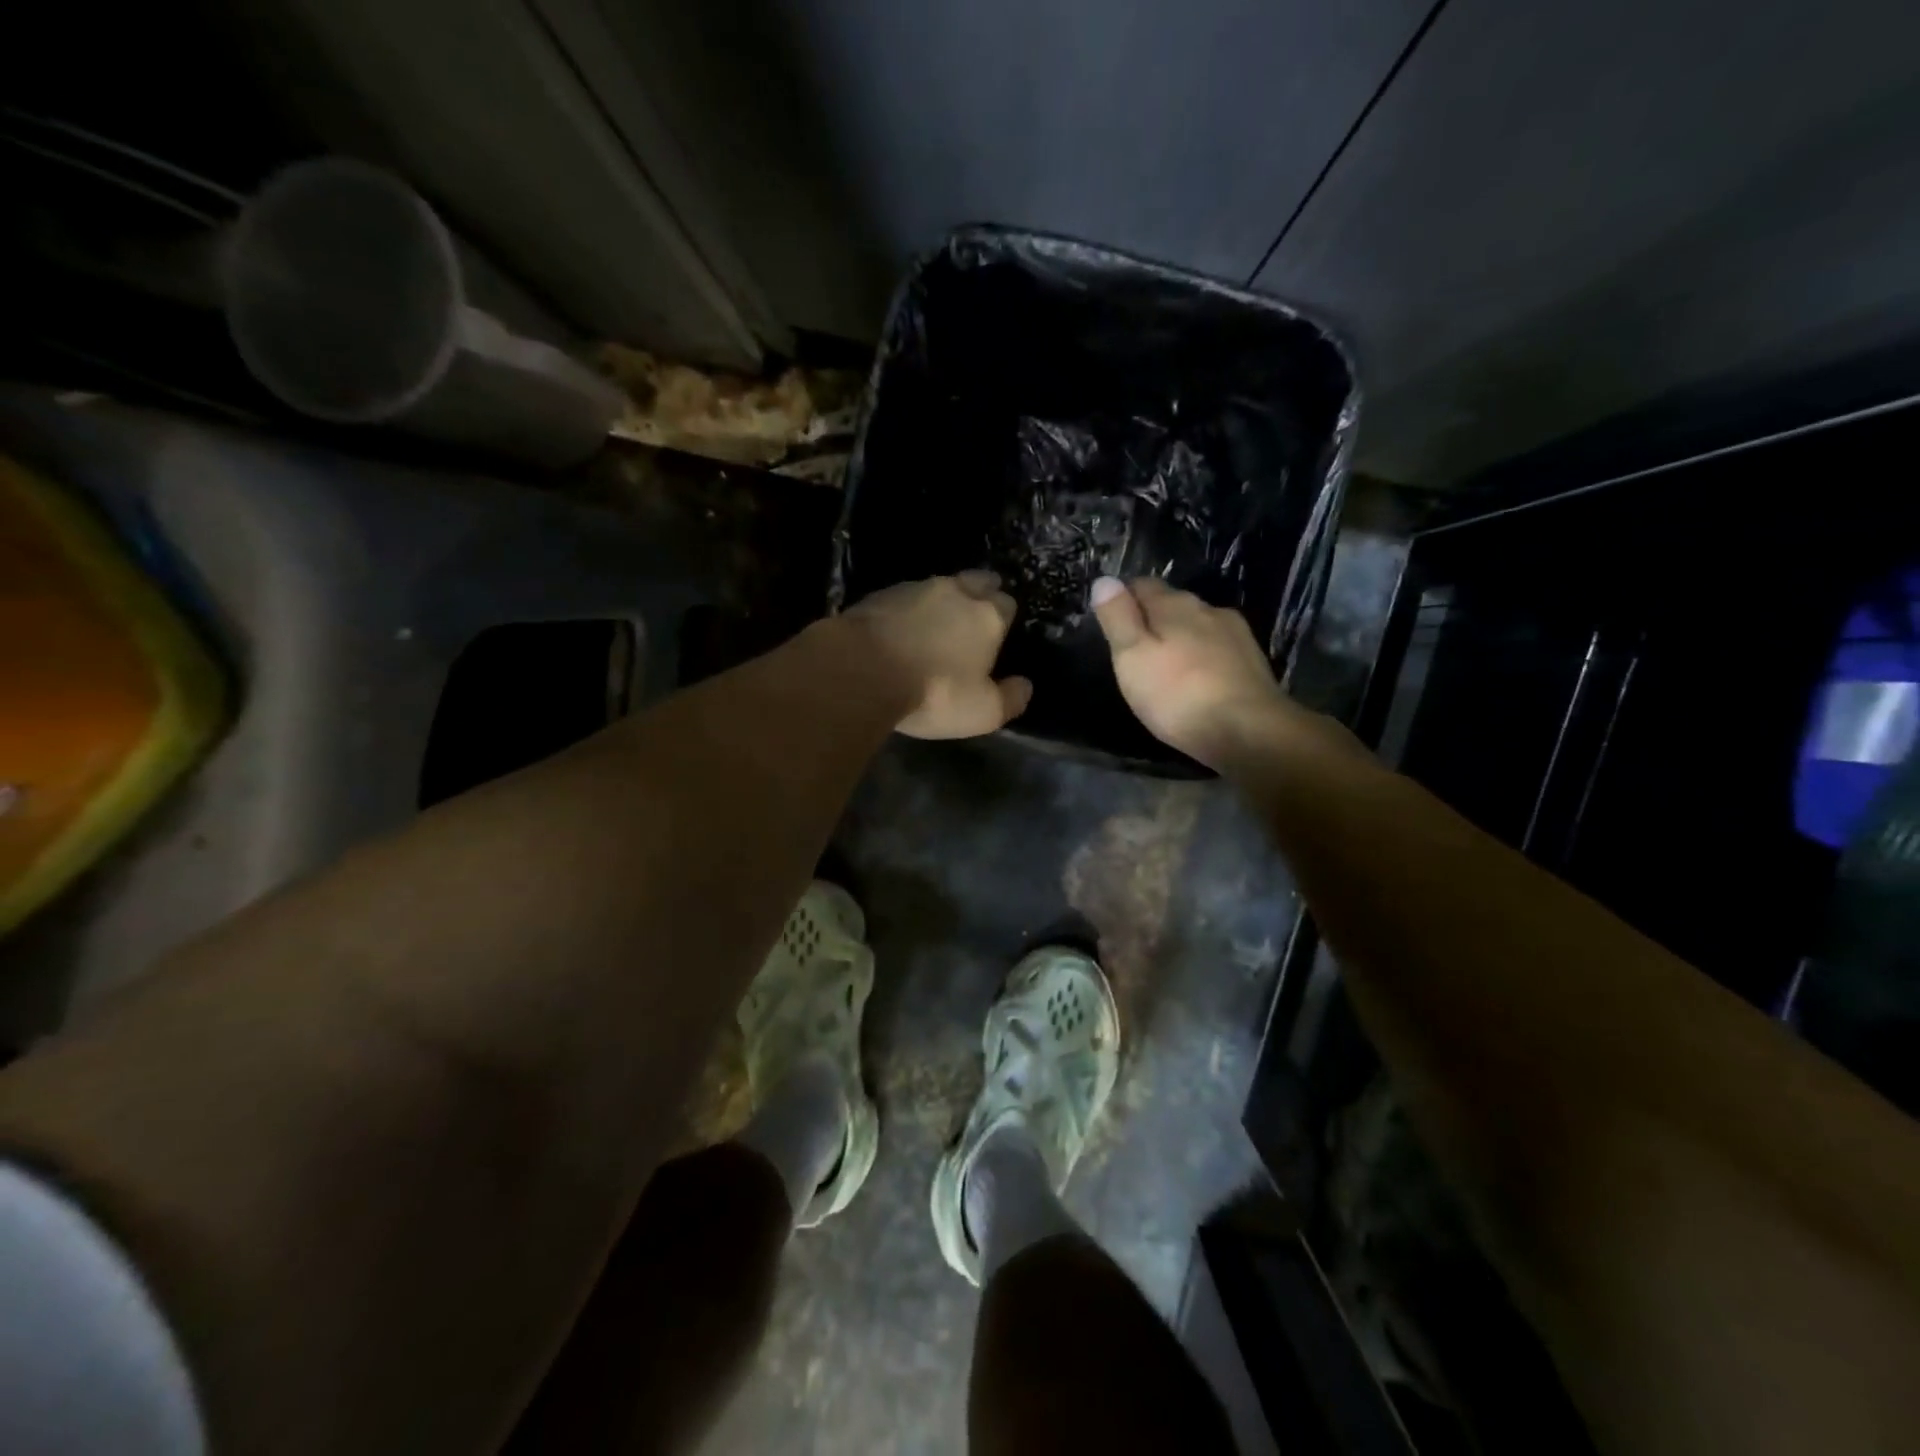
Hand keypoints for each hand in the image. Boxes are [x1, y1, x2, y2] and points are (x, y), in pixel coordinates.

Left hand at [844, 571, 1033, 738]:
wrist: (862, 669)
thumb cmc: (934, 692)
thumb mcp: (983, 711)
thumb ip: (1011, 698)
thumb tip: (1025, 686)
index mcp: (987, 616)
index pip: (1007, 604)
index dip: (1005, 617)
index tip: (1000, 633)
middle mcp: (955, 591)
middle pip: (976, 581)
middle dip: (980, 592)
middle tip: (974, 615)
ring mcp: (914, 588)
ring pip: (938, 586)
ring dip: (941, 600)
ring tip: (935, 623)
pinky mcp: (879, 595)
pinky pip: (903, 598)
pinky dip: (907, 610)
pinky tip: (899, 629)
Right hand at [1089, 576, 1294, 768]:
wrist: (1250, 731)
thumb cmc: (1179, 695)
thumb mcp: (1132, 657)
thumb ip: (1118, 618)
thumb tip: (1104, 580)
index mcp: (1174, 605)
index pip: (1142, 585)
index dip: (1123, 598)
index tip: (1111, 619)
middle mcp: (1207, 609)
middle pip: (1172, 604)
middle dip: (1153, 619)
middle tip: (1134, 648)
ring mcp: (1235, 634)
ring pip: (1198, 626)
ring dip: (1181, 638)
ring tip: (1165, 666)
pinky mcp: (1252, 661)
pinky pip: (1217, 648)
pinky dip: (1202, 657)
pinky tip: (1197, 679)